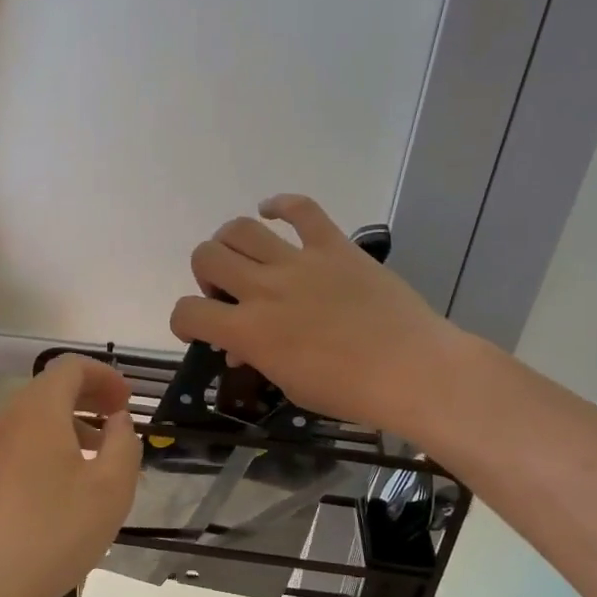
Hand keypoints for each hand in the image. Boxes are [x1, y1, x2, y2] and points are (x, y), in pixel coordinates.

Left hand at [0, 355, 139, 596]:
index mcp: (39, 410)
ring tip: (99, 455)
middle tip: (119, 420)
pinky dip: (50, 445)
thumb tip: (117, 421)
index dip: (105, 376)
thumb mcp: (111, 487)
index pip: (71, 367)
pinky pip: (22, 443)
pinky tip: (68, 484)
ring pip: (35, 418)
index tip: (128, 402)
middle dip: (89, 397)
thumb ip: (123, 443)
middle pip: (50, 389)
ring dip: (70, 423)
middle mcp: (8, 419)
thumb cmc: (55, 530)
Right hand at [169, 194, 460, 437]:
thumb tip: (240, 346)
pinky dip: (281, 205)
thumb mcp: (289, 385)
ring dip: (231, 242)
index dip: (184, 320)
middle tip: (227, 292)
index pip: (188, 311)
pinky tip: (273, 213)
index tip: (198, 328)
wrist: (412, 369)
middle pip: (206, 256)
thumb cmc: (349, 391)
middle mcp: (264, 288)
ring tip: (245, 258)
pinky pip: (301, 208)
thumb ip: (257, 358)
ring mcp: (299, 262)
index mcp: (249, 331)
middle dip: (205, 274)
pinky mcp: (333, 245)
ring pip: (240, 228)